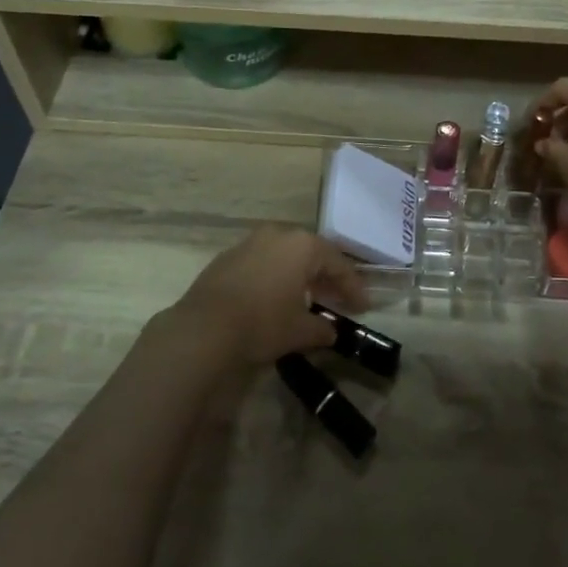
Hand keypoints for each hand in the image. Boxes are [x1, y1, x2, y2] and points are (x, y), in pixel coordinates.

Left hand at [163, 226, 367, 368]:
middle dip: (327, 277)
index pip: (337, 263)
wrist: (205, 327)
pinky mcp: (228, 257)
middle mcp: (278, 235)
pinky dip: (276, 276)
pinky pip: (263, 262)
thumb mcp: (300, 331)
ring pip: (285, 255)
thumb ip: (321, 328)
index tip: (363, 307)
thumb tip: (330, 331)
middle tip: (339, 300)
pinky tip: (277, 297)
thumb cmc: (263, 323)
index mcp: (302, 245)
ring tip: (309, 299)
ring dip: (300, 275)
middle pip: (311, 254)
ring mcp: (250, 242)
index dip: (353, 287)